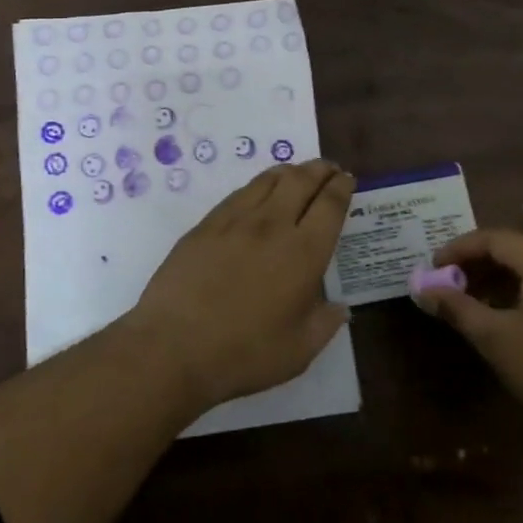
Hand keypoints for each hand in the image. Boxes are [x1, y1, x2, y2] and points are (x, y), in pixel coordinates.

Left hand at [124, 159, 354, 408]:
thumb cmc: (244, 353)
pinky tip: (258, 193)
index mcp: (304, 252)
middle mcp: (273, 225)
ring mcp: (236, 220)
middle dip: (320, 170)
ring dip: (290, 171)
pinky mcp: (207, 224)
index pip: (330, 204)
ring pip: (269, 180)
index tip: (347, 179)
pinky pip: (240, 193)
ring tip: (297, 173)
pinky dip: (258, 185)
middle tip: (329, 169)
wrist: (175, 345)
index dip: (342, 187)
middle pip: (301, 180)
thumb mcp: (299, 351)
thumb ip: (325, 324)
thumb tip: (340, 308)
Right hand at [417, 228, 522, 456]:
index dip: (459, 248)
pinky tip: (515, 318)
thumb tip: (424, 290)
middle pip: (517, 249)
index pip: (494, 238)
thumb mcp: (495, 339)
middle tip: (451, 284)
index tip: (434, 267)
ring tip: (477, 303)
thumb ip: (457, 308)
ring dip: (502, 279)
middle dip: (479, 263)